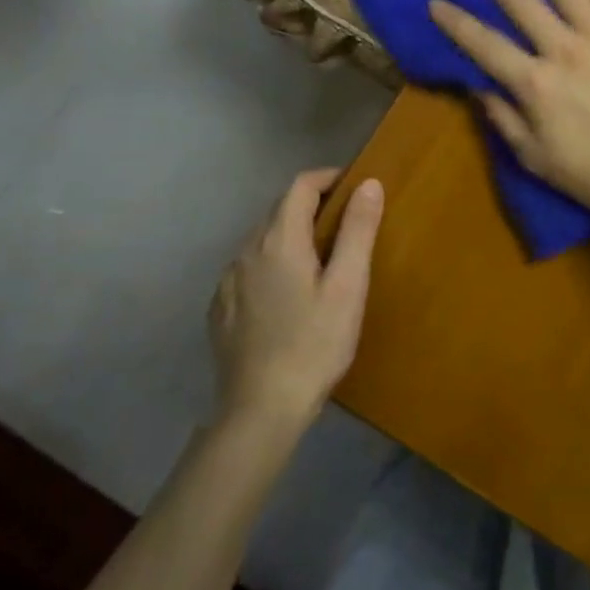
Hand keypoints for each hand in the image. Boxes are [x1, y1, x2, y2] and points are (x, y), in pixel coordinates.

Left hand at [210, 169, 382, 427]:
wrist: (260, 411)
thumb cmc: (314, 344)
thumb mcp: (348, 286)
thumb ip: (357, 230)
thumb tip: (368, 184)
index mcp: (278, 239)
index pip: (300, 185)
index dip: (329, 178)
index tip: (356, 189)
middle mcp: (246, 251)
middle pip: (280, 210)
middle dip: (313, 206)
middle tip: (348, 227)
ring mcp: (227, 281)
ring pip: (263, 240)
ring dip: (292, 236)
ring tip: (322, 262)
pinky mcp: (220, 309)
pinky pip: (249, 269)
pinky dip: (273, 264)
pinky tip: (290, 296)